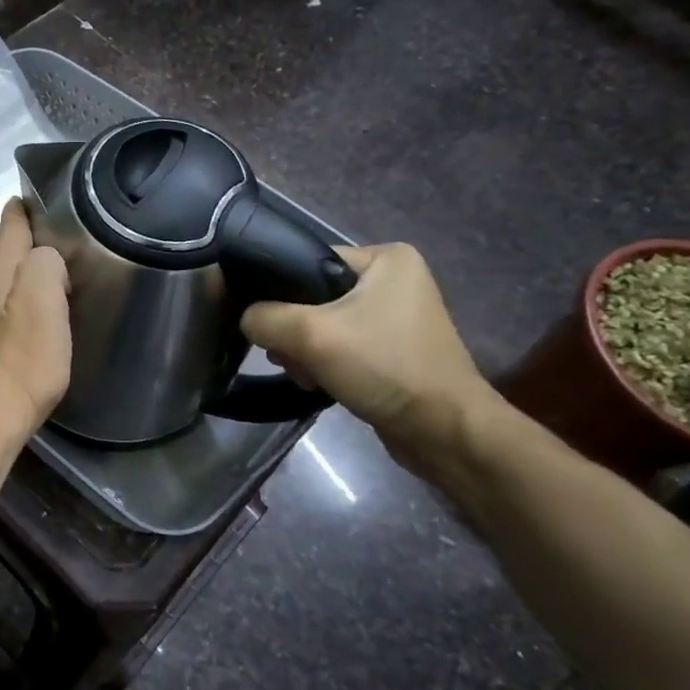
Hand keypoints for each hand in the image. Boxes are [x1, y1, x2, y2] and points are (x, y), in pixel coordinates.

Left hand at [0, 201, 70, 439]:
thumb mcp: (46, 302)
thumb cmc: (23, 360)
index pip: (7, 228)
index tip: (31, 198)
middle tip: (36, 230)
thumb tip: (44, 257)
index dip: (20, 211)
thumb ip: (45, 265)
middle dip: (12, 238)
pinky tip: (12, 311)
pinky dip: (1, 298)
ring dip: (6, 268)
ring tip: (29, 268)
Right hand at [241, 243, 497, 477]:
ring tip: (303, 374)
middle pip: (310, 295)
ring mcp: (395, 315)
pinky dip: (322, 362)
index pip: (305, 261)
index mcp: (385, 258)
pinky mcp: (392, 347)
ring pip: (321, 323)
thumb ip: (262, 318)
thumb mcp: (309, 334)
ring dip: (303, 350)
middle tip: (287, 356)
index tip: (265, 324)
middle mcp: (393, 279)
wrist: (442, 430)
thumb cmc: (383, 366)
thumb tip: (246, 320)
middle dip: (291, 330)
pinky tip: (316, 382)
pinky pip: (340, 343)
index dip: (276, 291)